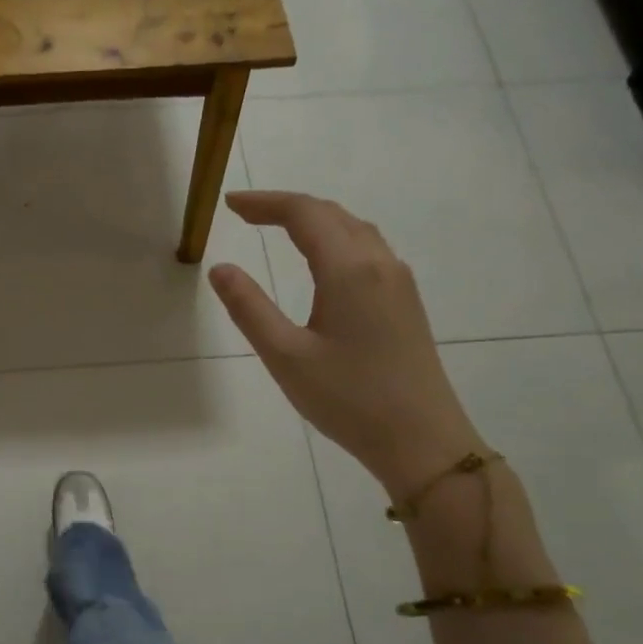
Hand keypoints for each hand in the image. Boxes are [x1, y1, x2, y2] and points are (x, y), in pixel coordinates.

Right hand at [208, 191, 481, 497]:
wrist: (422, 440)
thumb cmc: (348, 399)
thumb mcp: (285, 356)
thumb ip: (249, 308)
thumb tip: (220, 268)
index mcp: (348, 270)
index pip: (304, 214)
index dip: (265, 203)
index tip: (229, 205)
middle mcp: (379, 264)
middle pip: (332, 214)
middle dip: (287, 207)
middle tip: (245, 213)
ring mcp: (399, 282)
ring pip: (354, 229)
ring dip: (315, 220)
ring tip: (278, 228)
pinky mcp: (406, 302)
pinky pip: (368, 249)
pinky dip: (335, 238)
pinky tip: (321, 260)